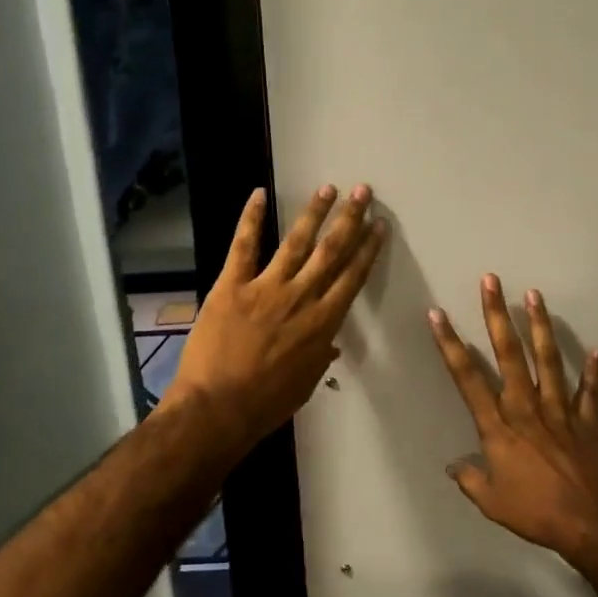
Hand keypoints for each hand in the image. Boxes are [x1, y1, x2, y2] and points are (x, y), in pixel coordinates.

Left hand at [168, 184, 386, 451]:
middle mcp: (300, 298)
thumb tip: (331, 343)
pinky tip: (259, 194)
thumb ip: (320, 357)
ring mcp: (266, 288)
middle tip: (362, 192)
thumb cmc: (266, 403)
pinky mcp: (232, 286)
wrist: (218, 408)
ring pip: (296, 242)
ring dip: (314, 213)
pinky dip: (250, 218)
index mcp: (322, 324)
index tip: (379, 226)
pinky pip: (244, 246)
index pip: (352, 278)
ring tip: (328, 188)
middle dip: (349, 220)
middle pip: (331, 252)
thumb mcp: (305, 383)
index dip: (367, 249)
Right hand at [428, 275, 597, 562]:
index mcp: (499, 427)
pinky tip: (596, 349)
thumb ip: (471, 479)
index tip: (438, 316)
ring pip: (548, 360)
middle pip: (509, 354)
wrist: (592, 525)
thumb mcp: (492, 503)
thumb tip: (454, 466)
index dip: (450, 345)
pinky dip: (592, 372)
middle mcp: (527, 408)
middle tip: (491, 281)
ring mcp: (560, 411)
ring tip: (534, 295)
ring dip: (540, 326)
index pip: (467, 378)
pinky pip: (589, 392)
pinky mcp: (588, 422)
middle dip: (496, 315)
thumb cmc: (536, 513)